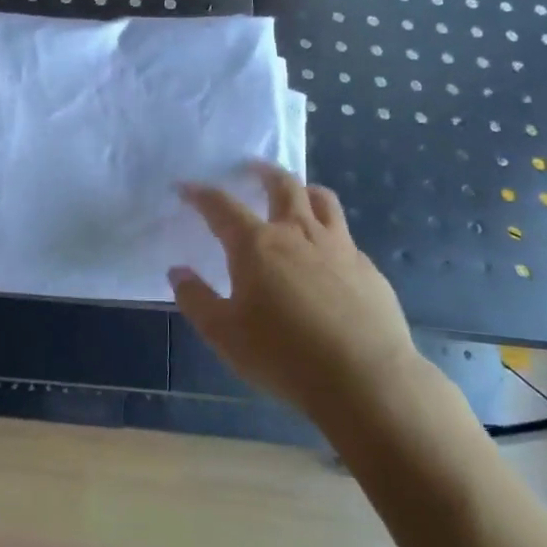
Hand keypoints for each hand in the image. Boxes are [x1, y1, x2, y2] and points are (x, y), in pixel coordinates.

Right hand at [170, 164, 427, 418]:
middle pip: (283, 185)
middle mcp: (298, 234)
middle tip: (251, 167)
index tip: (185, 187)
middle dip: (263, 172)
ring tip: (296, 192)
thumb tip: (178, 271)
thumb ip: (196, 299)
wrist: (365, 379)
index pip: (221, 206)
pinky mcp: (368, 269)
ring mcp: (340, 248)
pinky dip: (329, 231)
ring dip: (304, 189)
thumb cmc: (283, 355)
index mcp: (257, 245)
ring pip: (323, 201)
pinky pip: (345, 236)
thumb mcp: (224, 334)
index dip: (200, 194)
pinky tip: (326, 254)